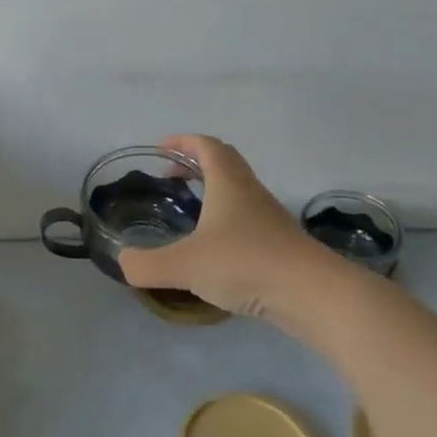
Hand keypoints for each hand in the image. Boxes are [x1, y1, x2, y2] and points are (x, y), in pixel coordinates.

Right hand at [117, 134, 337, 319]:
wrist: (313, 294)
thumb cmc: (246, 263)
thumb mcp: (185, 265)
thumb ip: (147, 264)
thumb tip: (123, 262)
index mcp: (228, 183)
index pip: (206, 146)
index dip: (182, 142)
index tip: (160, 149)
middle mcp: (251, 193)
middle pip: (226, 163)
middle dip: (196, 163)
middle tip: (172, 177)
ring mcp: (270, 219)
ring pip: (239, 192)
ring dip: (213, 193)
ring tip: (189, 213)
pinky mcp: (280, 245)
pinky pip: (248, 221)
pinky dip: (226, 222)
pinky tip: (214, 249)